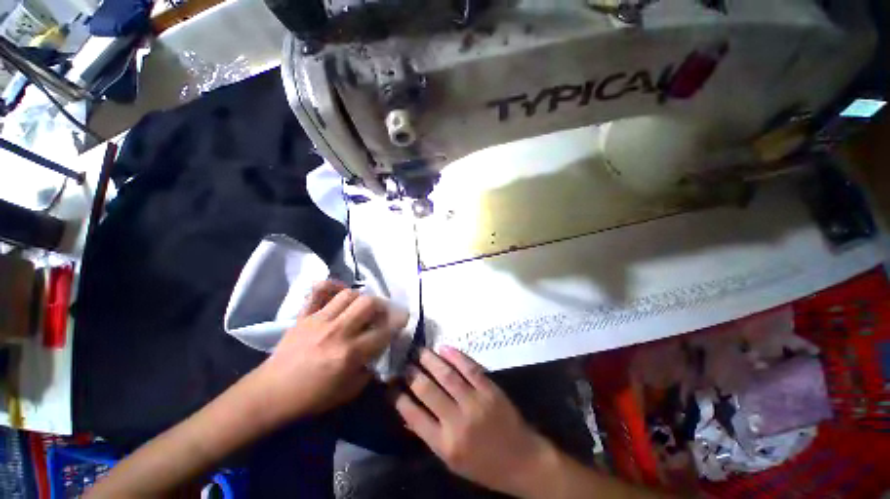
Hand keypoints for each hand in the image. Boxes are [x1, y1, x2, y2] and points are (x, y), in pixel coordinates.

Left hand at [254, 281, 406, 424]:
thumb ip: (369, 369)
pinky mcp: (304, 316)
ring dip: (362, 298)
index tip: (403, 320)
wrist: (270, 394)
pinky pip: (318, 292)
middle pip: (368, 303)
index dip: (398, 323)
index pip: (383, 331)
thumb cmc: (311, 398)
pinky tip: (339, 291)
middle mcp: (337, 331)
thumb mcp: (348, 392)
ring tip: (363, 306)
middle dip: (383, 305)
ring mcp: (319, 320)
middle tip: (383, 312)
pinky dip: (331, 286)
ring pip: (348, 294)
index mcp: (349, 353)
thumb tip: (378, 352)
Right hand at [393, 347, 558, 497]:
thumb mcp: (452, 461)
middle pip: (428, 391)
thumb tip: (408, 411)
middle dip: (413, 374)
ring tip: (420, 352)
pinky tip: (445, 349)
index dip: (399, 398)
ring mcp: (475, 403)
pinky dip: (456, 356)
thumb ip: (430, 435)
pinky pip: (470, 368)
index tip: (392, 385)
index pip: (414, 416)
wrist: (521, 460)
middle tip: (406, 363)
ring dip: (431, 360)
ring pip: (447, 375)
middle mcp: (457, 422)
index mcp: (445, 445)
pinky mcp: (490, 389)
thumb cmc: (484, 465)